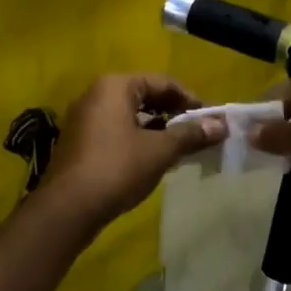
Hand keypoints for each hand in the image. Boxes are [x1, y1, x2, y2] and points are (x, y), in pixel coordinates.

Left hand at [40, 74, 225, 230]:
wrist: (68, 208)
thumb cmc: (117, 168)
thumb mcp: (160, 150)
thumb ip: (191, 134)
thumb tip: (222, 125)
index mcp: (115, 86)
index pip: (162, 82)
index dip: (190, 99)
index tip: (210, 119)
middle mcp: (96, 95)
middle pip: (144, 96)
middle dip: (173, 114)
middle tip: (198, 134)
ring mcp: (84, 119)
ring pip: (130, 116)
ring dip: (157, 129)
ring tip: (180, 149)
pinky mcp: (79, 143)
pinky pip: (116, 131)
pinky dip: (137, 140)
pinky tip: (153, 160)